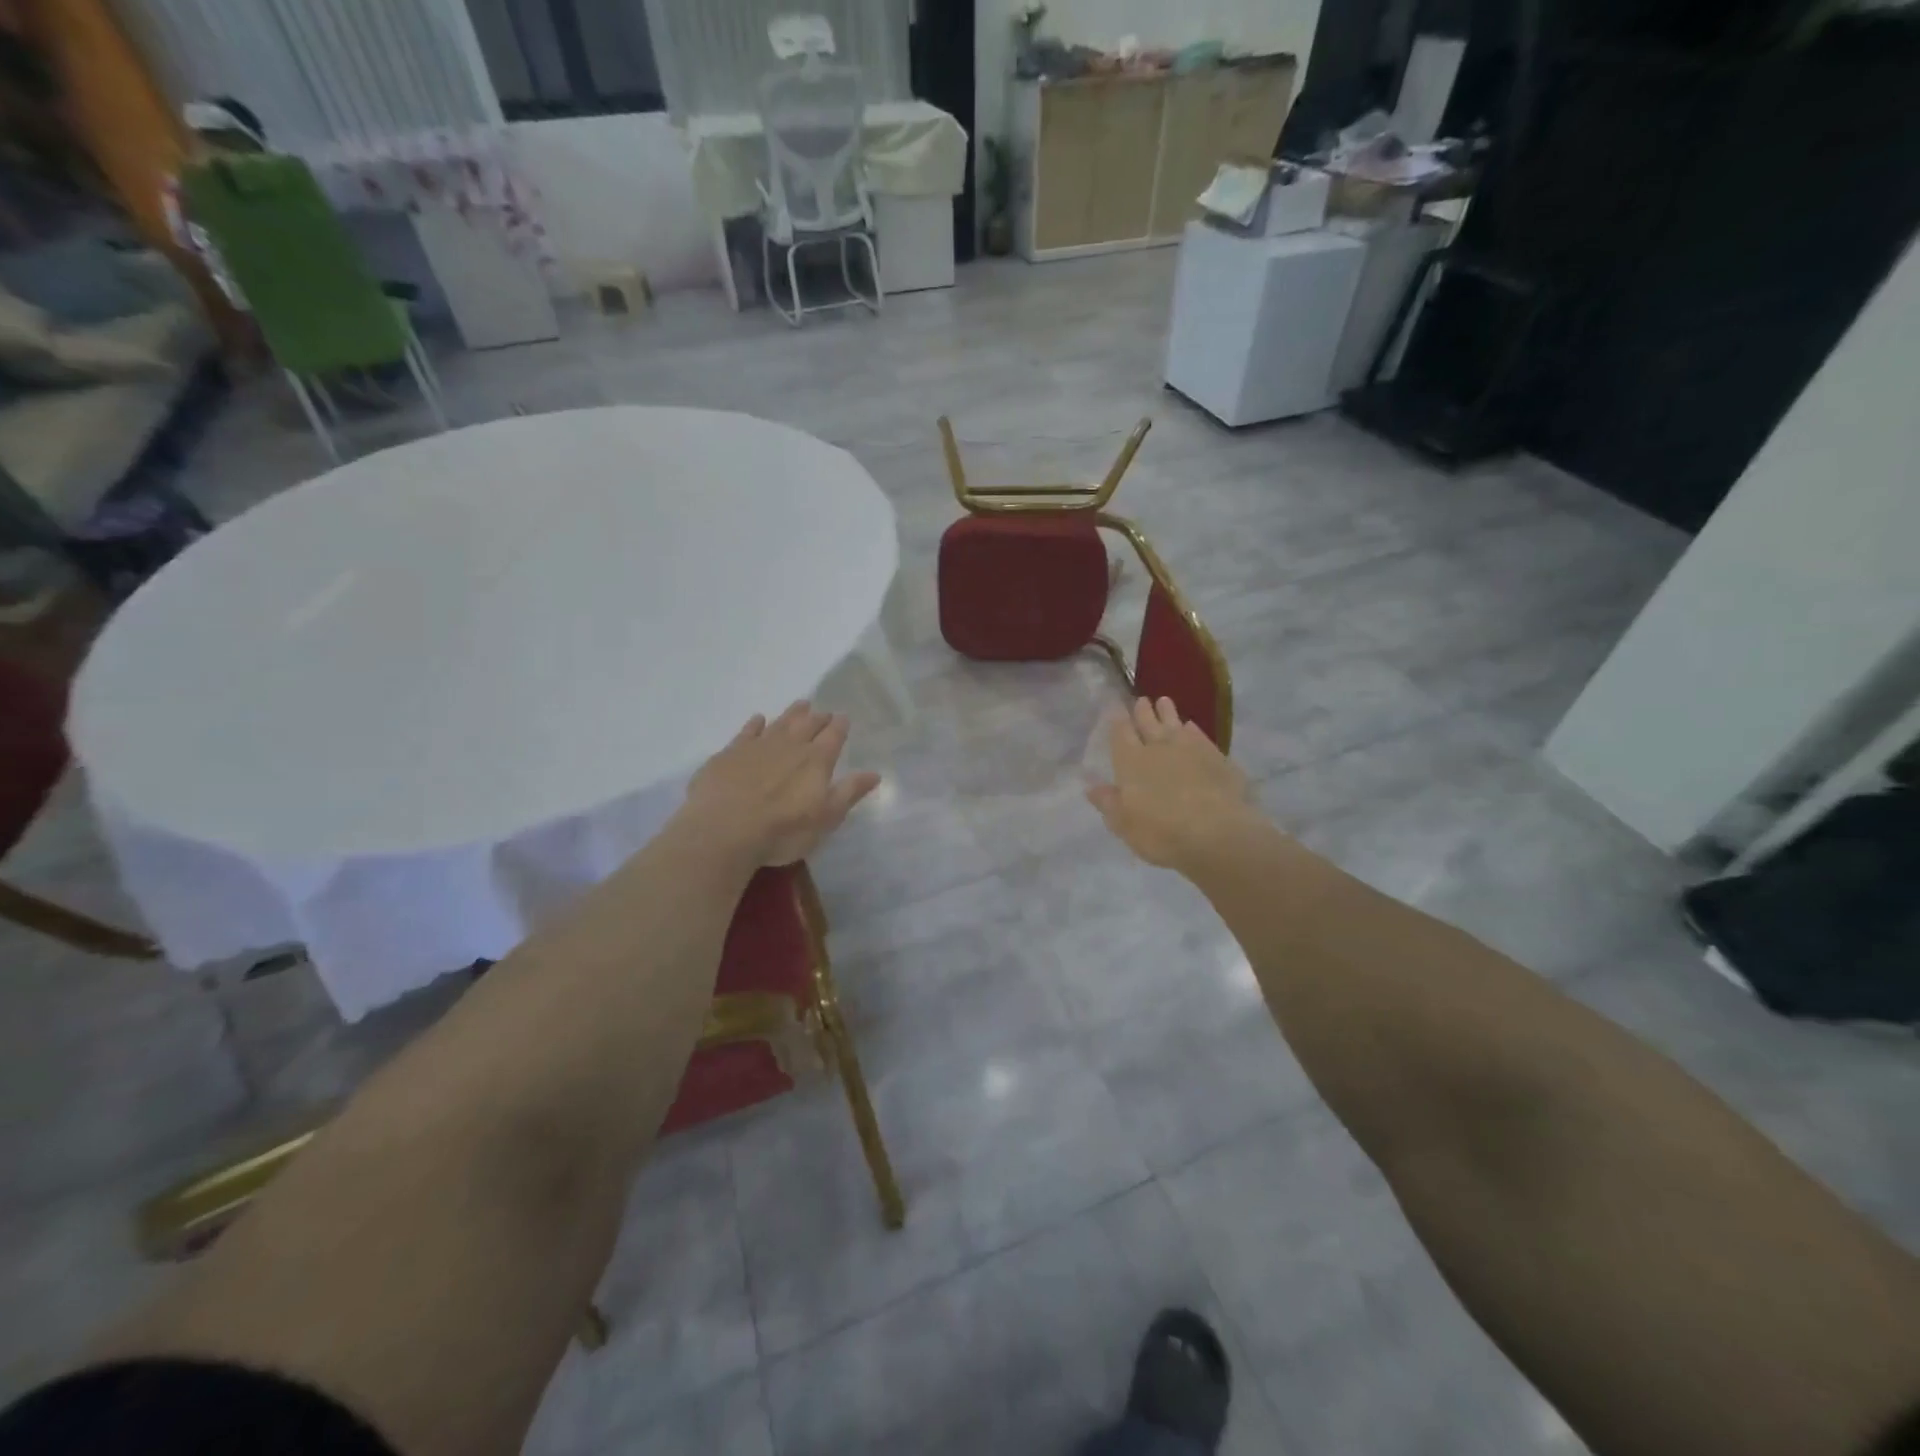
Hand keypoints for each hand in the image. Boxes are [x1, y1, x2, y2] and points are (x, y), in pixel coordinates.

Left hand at [683, 702, 880, 866]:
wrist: (723, 830)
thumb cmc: (782, 830)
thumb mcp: (826, 818)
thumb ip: (849, 792)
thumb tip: (874, 773)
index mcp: (816, 760)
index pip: (834, 736)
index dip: (840, 726)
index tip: (843, 718)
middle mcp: (790, 745)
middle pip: (808, 724)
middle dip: (818, 717)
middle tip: (823, 711)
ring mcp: (758, 746)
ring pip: (780, 722)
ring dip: (792, 713)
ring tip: (801, 705)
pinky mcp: (730, 753)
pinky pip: (748, 731)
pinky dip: (755, 724)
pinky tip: (758, 720)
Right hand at [1086, 697, 1257, 870]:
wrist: (1217, 833)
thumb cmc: (1161, 833)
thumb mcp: (1124, 824)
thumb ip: (1108, 802)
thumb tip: (1091, 786)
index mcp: (1131, 762)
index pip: (1121, 735)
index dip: (1117, 721)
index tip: (1115, 708)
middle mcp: (1159, 748)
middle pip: (1148, 723)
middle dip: (1143, 711)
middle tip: (1142, 700)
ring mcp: (1190, 749)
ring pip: (1175, 724)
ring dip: (1168, 713)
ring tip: (1164, 701)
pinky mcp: (1216, 757)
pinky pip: (1200, 736)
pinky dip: (1193, 730)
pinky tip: (1192, 727)